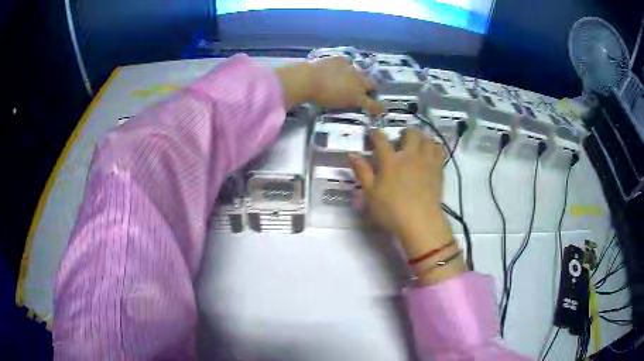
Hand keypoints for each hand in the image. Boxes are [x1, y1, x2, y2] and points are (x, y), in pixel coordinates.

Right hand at [275, 57, 383, 114]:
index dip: (349, 75)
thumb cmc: (304, 75)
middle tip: (363, 89)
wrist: (308, 80)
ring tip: (372, 100)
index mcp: (340, 61)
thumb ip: (313, 71)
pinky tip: (381, 111)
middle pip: (362, 75)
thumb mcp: (311, 68)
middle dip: (364, 82)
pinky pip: (371, 103)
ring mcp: (356, 82)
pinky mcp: (357, 96)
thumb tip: (303, 75)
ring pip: (369, 86)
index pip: (348, 67)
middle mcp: (351, 68)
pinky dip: (377, 107)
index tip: (347, 79)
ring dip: (369, 92)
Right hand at [349, 129, 465, 284]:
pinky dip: (434, 147)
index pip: (381, 139)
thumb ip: (362, 172)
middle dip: (405, 132)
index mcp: (390, 161)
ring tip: (417, 143)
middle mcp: (410, 156)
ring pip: (427, 139)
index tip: (373, 133)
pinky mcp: (438, 170)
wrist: (420, 221)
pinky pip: (439, 151)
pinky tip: (430, 152)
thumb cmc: (391, 209)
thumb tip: (352, 155)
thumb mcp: (370, 193)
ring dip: (421, 137)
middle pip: (410, 134)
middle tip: (401, 138)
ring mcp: (426, 162)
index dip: (376, 134)